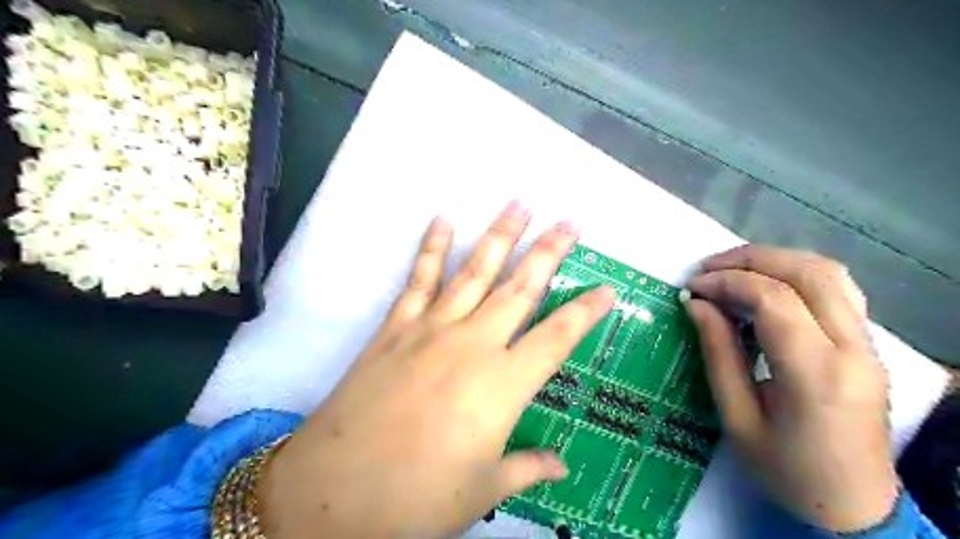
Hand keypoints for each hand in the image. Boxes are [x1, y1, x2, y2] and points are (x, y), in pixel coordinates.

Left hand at [258, 202, 613, 538]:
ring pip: (475, 271)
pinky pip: (419, 279)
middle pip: (521, 288)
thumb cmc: (417, 498)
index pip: (558, 338)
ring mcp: (432, 329)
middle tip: (569, 222)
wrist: (334, 491)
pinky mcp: (396, 327)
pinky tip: (442, 220)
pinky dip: (431, 247)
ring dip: (499, 235)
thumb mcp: (482, 491)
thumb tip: (561, 466)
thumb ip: (527, 468)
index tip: (607, 289)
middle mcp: (474, 344)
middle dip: (549, 252)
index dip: (586, 312)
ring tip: (518, 204)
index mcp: (503, 385)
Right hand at [683, 247, 901, 532]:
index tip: (692, 288)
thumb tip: (696, 304)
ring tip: (731, 270)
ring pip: (828, 273)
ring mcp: (868, 345)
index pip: (774, 299)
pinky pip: (837, 289)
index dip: (727, 282)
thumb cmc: (786, 470)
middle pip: (807, 273)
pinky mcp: (868, 345)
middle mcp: (853, 349)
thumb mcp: (736, 417)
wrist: (855, 507)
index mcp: (817, 374)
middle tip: (707, 269)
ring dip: (774, 260)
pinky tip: (766, 285)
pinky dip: (795, 274)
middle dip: (750, 259)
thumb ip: (718, 353)